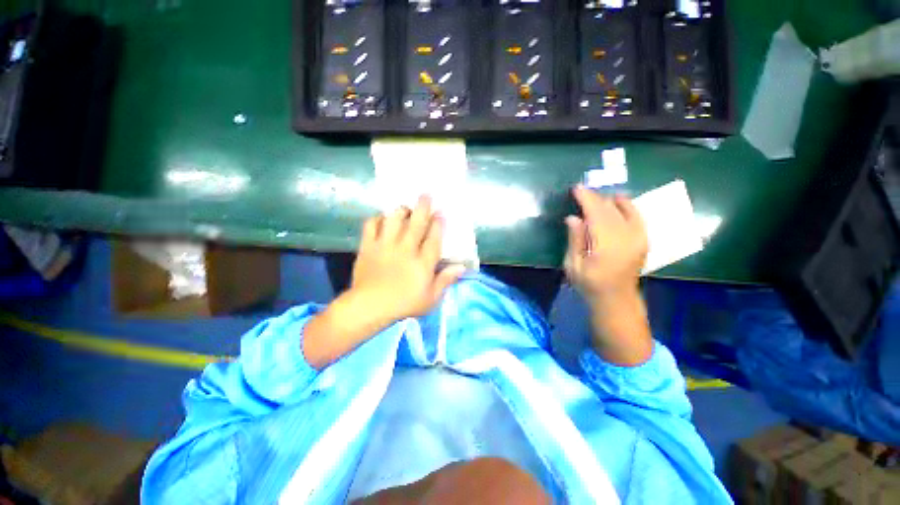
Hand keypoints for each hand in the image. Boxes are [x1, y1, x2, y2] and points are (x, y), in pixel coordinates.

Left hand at [349, 195, 465, 324]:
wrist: (369, 306)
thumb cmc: (404, 304)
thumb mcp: (431, 298)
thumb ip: (445, 280)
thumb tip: (461, 267)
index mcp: (422, 262)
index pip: (433, 238)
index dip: (438, 224)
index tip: (441, 212)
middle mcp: (405, 249)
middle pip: (416, 223)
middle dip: (423, 207)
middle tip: (426, 194)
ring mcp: (385, 246)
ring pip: (394, 220)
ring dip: (401, 210)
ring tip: (405, 207)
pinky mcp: (369, 246)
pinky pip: (371, 226)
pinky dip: (377, 219)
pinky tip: (382, 219)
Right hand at [565, 185, 652, 365]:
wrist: (617, 298)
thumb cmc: (589, 283)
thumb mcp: (573, 265)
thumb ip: (575, 240)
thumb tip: (573, 217)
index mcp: (606, 245)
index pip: (597, 214)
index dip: (586, 199)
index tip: (576, 189)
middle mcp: (626, 238)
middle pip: (610, 209)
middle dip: (595, 197)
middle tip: (582, 191)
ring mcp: (638, 238)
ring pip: (625, 209)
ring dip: (610, 200)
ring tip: (597, 196)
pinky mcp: (644, 239)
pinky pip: (637, 216)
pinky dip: (627, 206)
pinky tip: (619, 201)